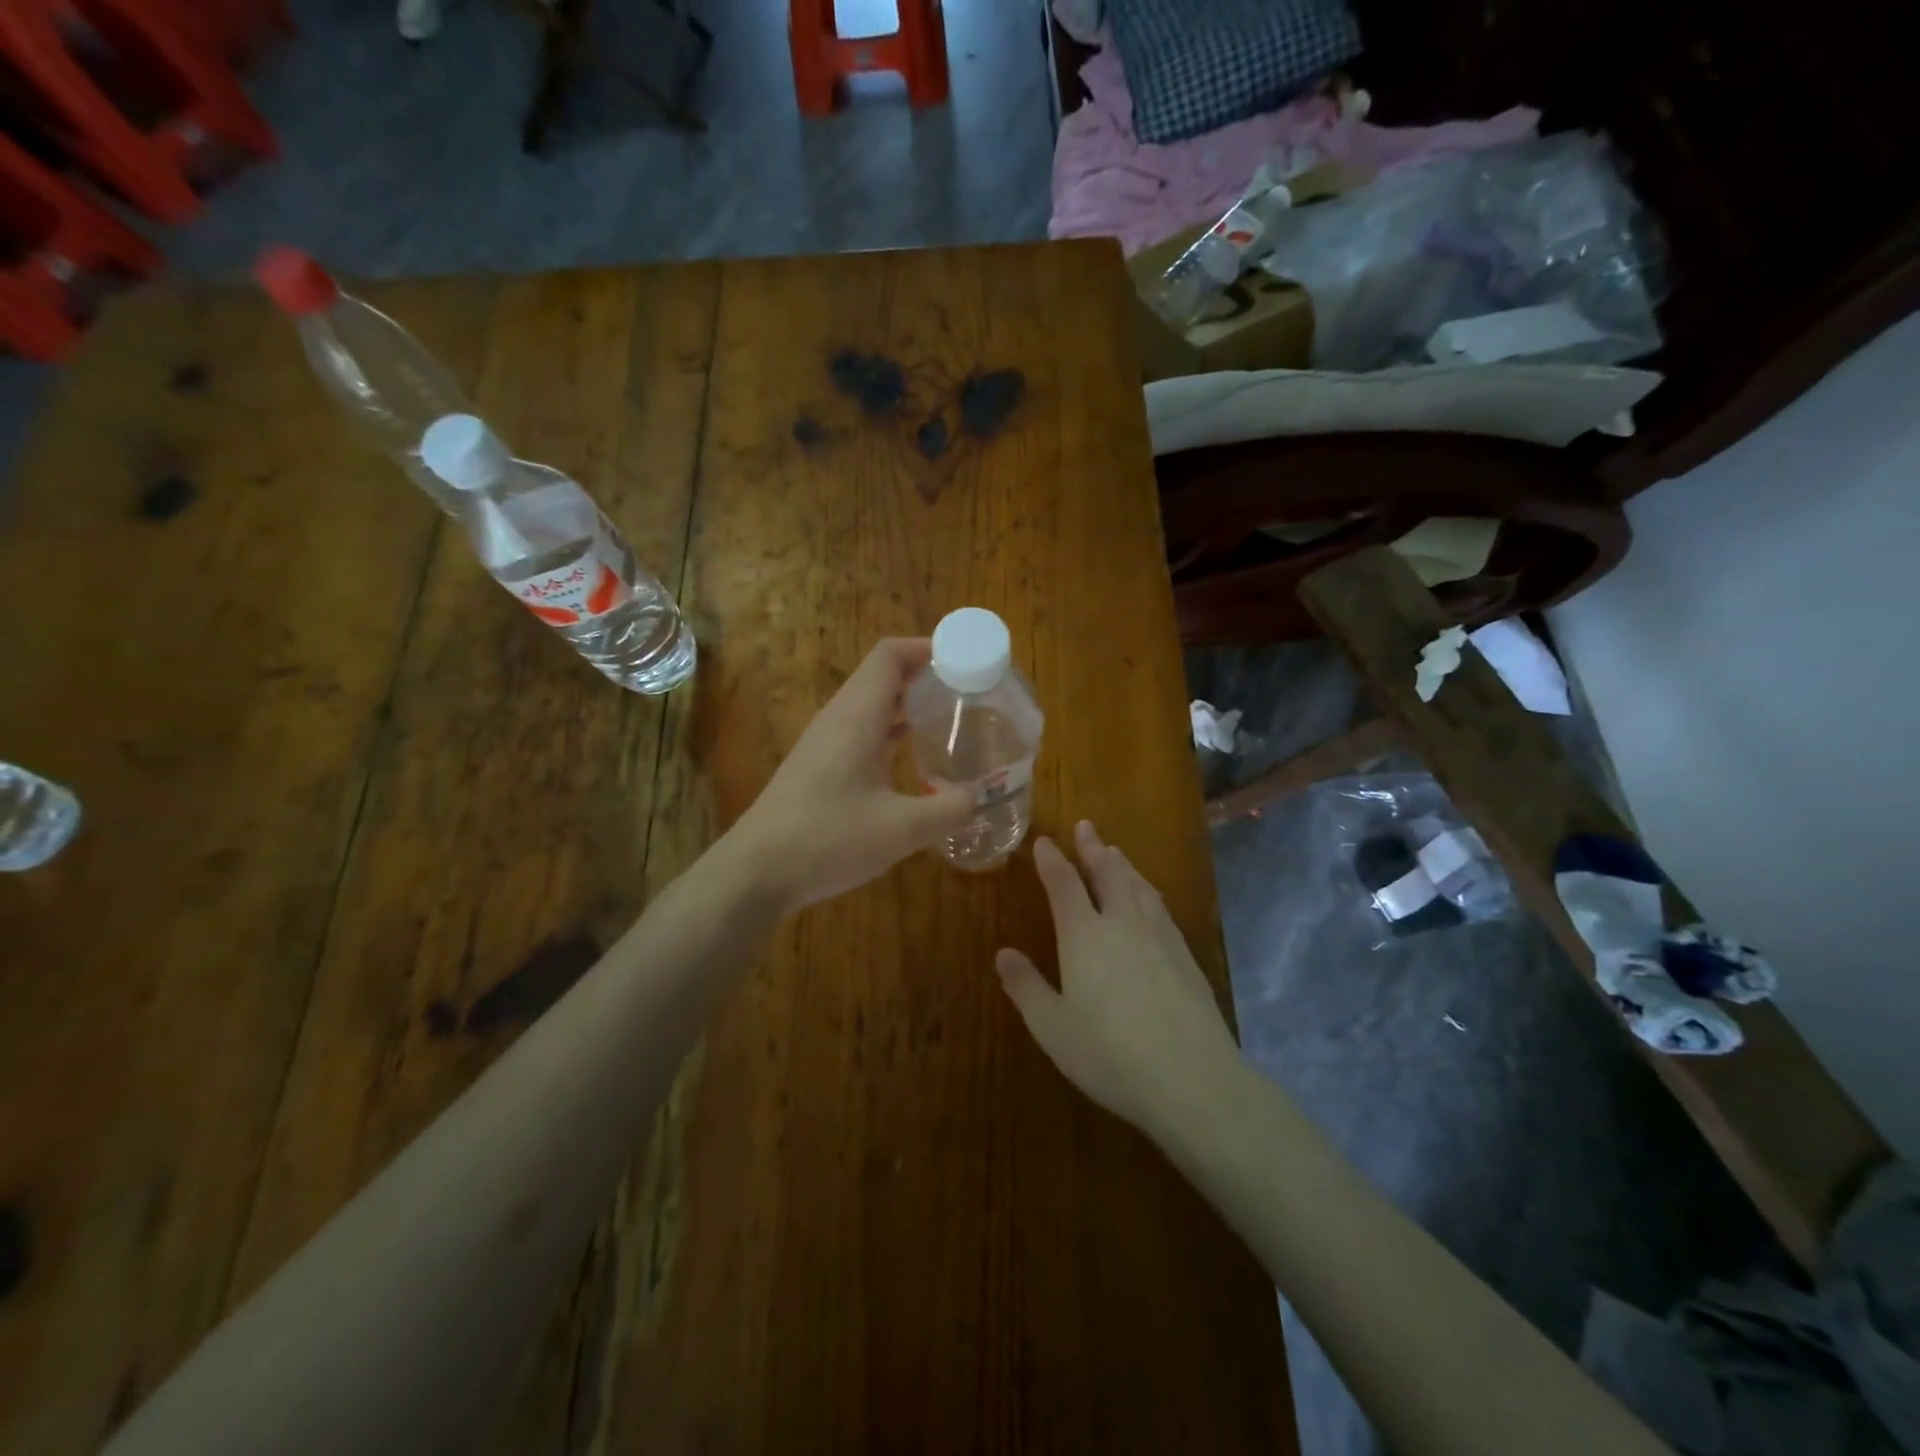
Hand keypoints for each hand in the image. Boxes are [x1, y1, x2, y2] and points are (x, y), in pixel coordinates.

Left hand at [724, 638, 973, 913]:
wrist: (756, 872)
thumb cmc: (827, 839)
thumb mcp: (900, 830)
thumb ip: (948, 810)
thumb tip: (982, 797)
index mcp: (857, 716)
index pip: (890, 655)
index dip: (927, 646)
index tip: (967, 658)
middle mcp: (839, 719)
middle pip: (883, 676)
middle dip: (926, 675)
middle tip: (970, 691)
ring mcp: (824, 742)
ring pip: (871, 705)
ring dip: (908, 704)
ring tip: (950, 718)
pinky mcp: (818, 767)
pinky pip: (861, 731)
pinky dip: (891, 731)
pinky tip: (913, 757)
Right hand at [996, 821, 1243, 1143]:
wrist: (1193, 1078)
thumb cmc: (1110, 1055)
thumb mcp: (1053, 1028)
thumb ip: (1027, 988)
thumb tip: (1004, 954)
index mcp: (1084, 936)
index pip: (1064, 884)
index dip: (1052, 861)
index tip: (1044, 842)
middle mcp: (1122, 924)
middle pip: (1107, 873)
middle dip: (1093, 848)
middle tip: (1086, 826)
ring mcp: (1159, 936)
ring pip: (1138, 886)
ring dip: (1122, 865)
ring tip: (1115, 852)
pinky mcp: (1185, 955)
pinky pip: (1160, 907)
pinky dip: (1147, 890)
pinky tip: (1149, 898)